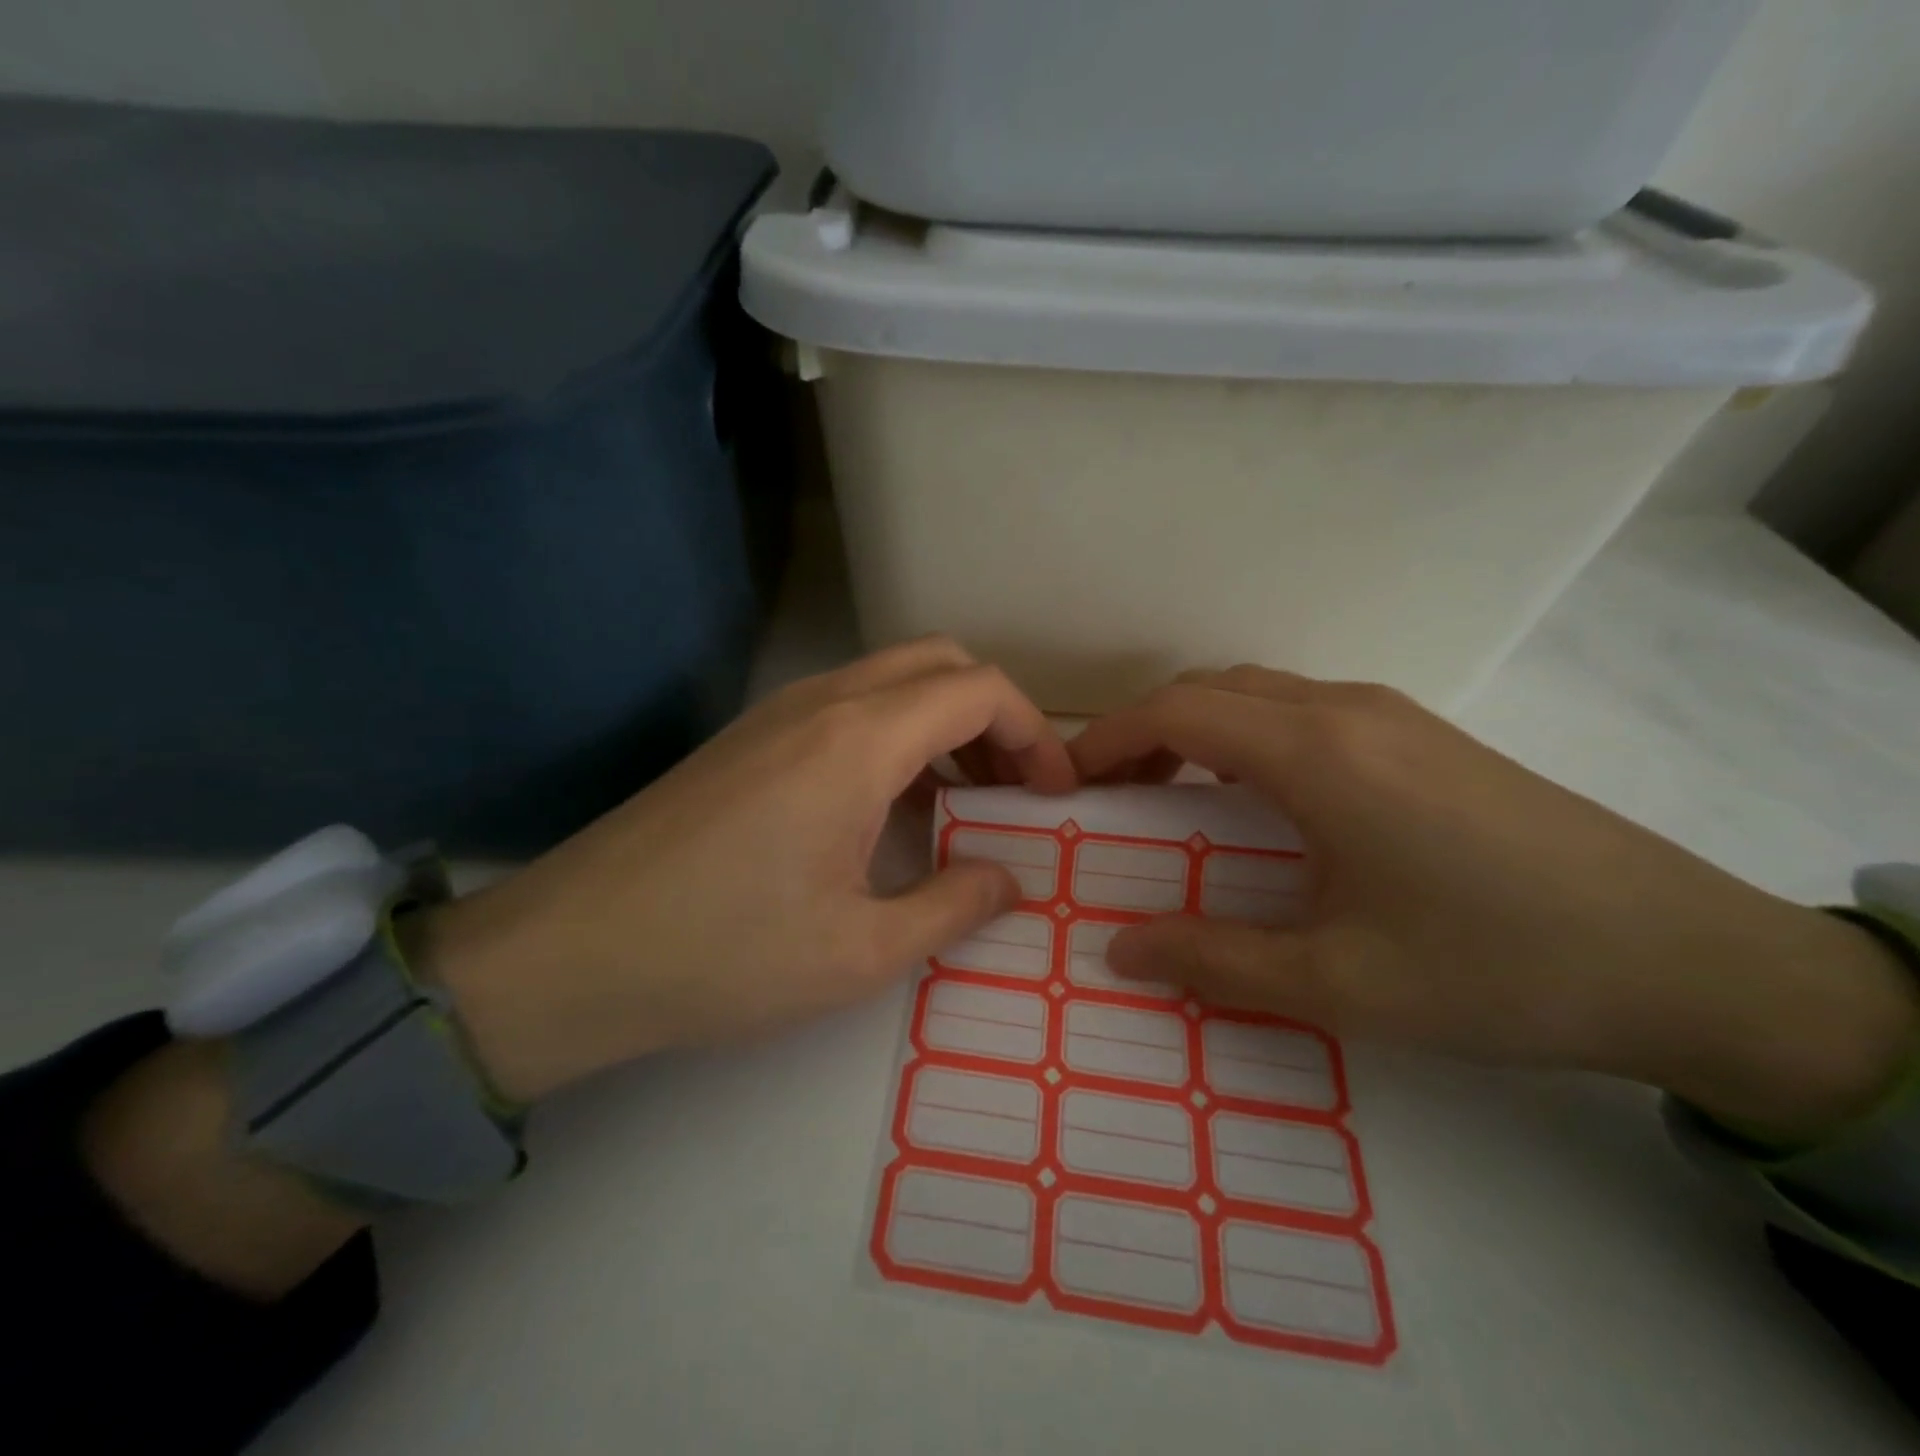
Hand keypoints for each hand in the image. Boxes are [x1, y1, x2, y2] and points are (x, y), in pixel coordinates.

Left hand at [410, 638, 1076, 1102]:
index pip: (980, 690)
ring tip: (962, 802)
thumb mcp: (859, 951)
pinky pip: (848, 706)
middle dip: (994, 717)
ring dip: (944, 723)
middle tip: (1013, 790)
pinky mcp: (748, 737)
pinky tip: (889, 809)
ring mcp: (777, 712)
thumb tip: (1008, 880)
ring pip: (892, 679)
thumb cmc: (722, 955)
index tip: (1053, 796)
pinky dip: (896, 735)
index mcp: (859, 741)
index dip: (1035, 734)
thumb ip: (952, 906)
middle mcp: (822, 701)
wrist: (568, 953)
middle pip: (940, 663)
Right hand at [1071, 667, 1918, 1142]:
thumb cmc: (1495, 969)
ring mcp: (1394, 714)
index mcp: (1317, 754)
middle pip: (1212, 689)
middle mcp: (1347, 711)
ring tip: (1175, 793)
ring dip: (1201, 727)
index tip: (1068, 779)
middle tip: (1114, 793)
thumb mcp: (1338, 982)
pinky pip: (1305, 708)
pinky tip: (1262, 797)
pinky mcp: (1426, 734)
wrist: (1691, 962)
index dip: (1109, 738)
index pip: (1179, 712)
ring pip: (1260, 691)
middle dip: (1146, 730)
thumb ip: (1214, 960)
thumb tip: (1120, 948)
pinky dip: (1250, 733)